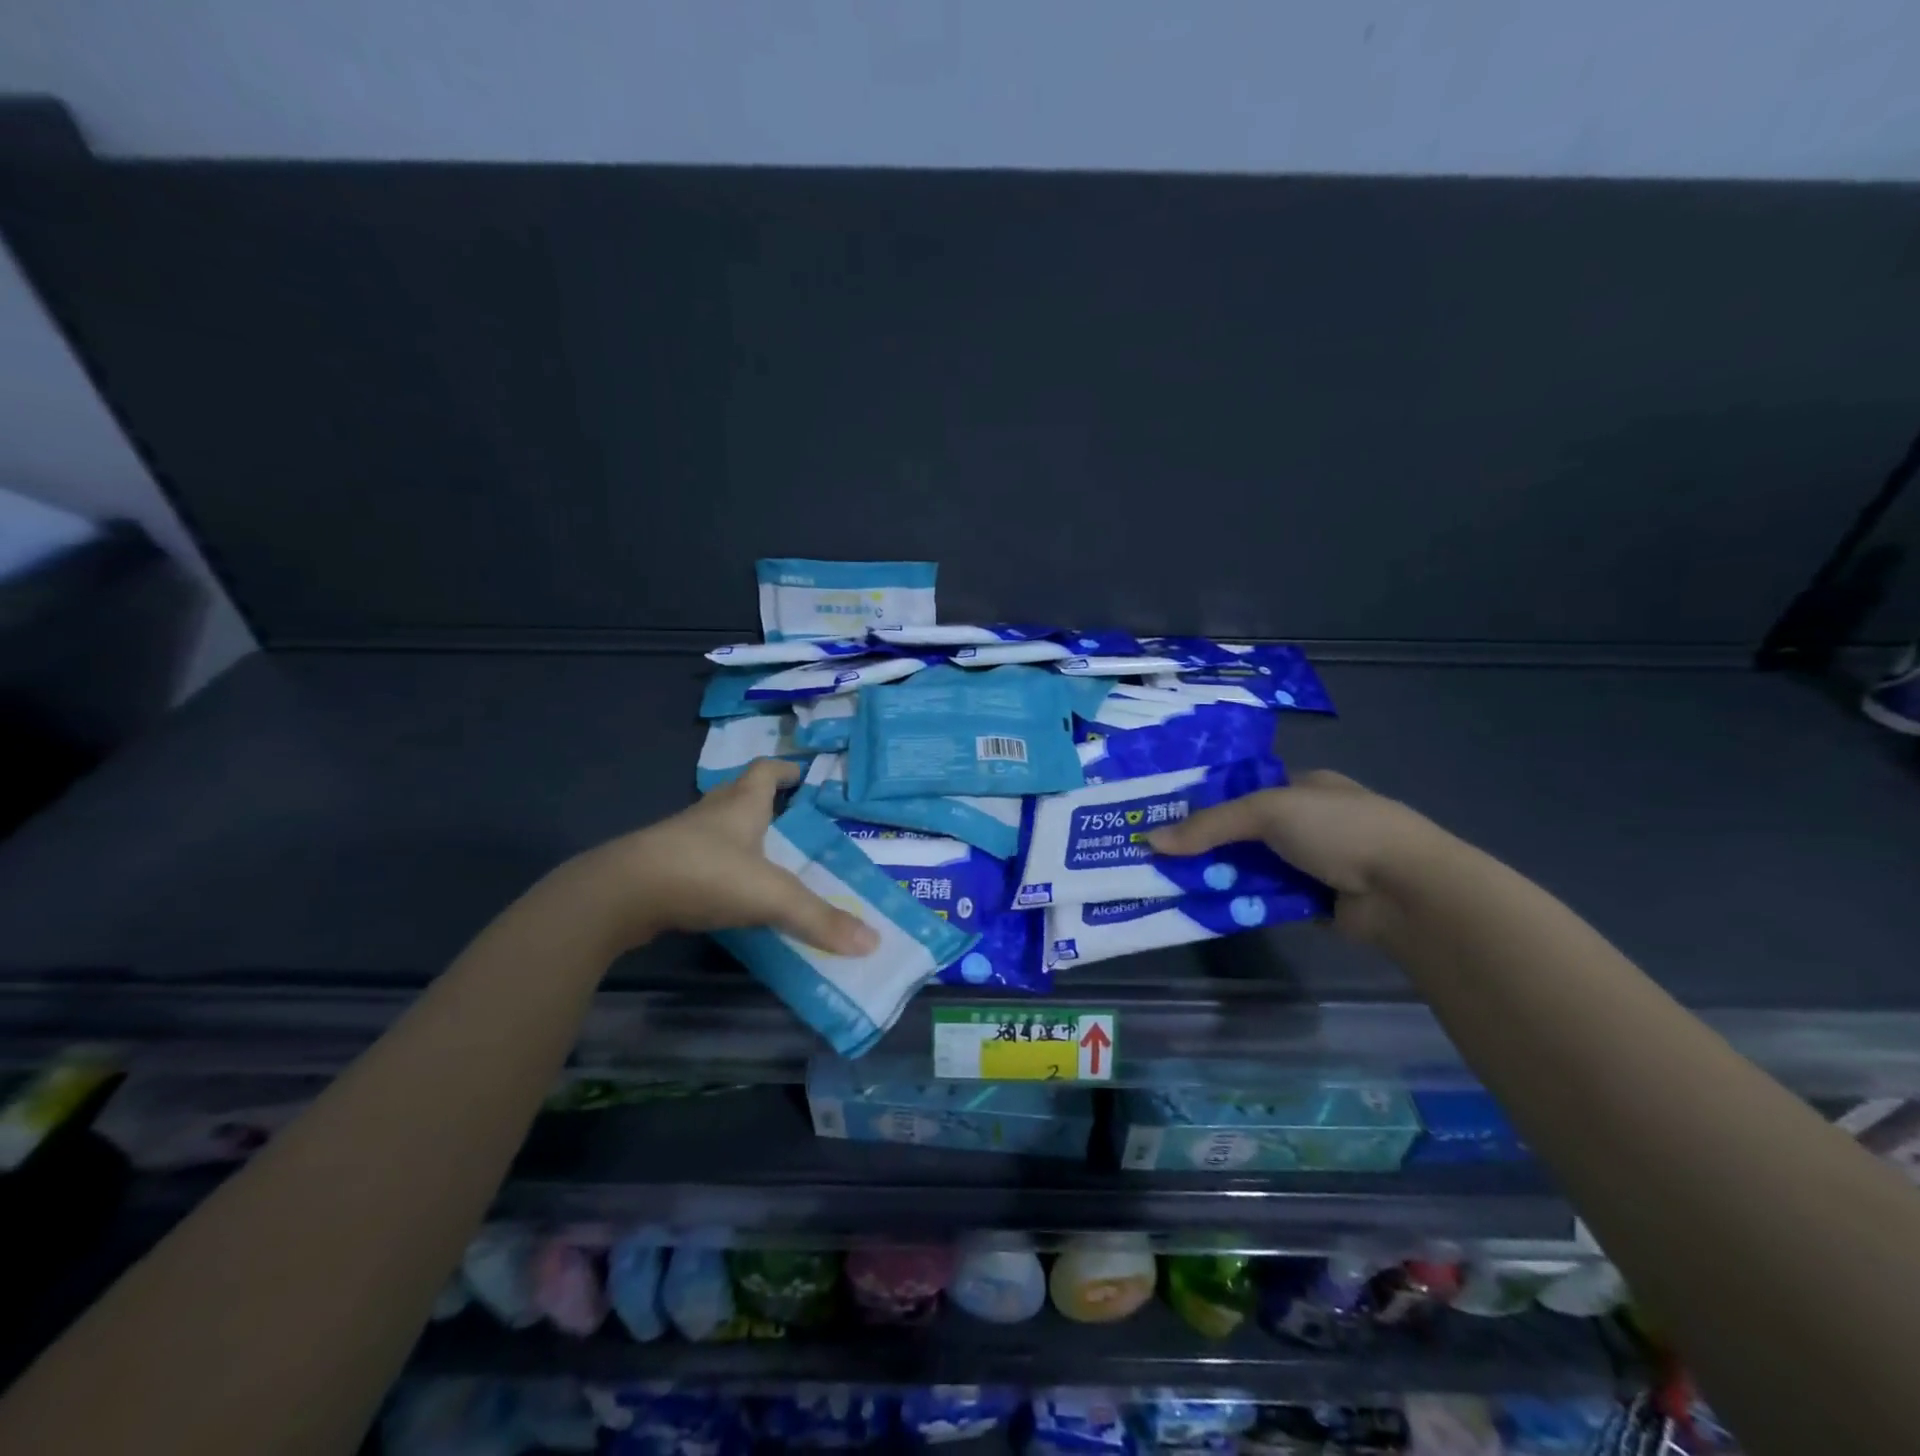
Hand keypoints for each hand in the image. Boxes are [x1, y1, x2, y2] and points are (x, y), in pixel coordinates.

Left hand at [567, 760, 880, 955]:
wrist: (620, 895)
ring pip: (716, 830)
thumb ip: (820, 919)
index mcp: (741, 804)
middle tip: (790, 821)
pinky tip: (728, 894)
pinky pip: (698, 861)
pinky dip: (717, 870)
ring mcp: (681, 840)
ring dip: (738, 838)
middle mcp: (711, 814)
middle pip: (739, 796)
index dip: (784, 770)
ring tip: (765, 860)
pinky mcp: (660, 869)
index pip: (765, 770)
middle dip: (763, 804)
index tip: (801, 774)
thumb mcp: (773, 896)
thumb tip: (873, 942)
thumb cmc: (705, 874)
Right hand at [1144, 770, 1441, 941]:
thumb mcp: (1267, 812)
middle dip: (1212, 847)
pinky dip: (1248, 904)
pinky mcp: (1319, 903)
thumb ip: (1210, 825)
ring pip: (1257, 869)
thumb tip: (1151, 840)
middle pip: (1248, 834)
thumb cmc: (1339, 830)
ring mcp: (1318, 864)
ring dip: (1227, 878)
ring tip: (1180, 887)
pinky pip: (1271, 900)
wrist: (1406, 890)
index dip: (1210, 803)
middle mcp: (1313, 823)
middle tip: (1166, 859)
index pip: (1248, 791)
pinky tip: (1214, 909)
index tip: (1170, 819)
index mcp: (1307, 787)